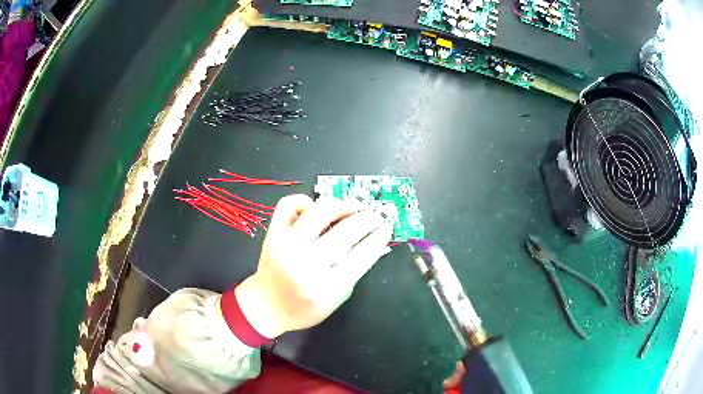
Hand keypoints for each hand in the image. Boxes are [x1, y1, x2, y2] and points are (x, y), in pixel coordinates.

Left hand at [235, 194, 392, 337]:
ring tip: (353, 207)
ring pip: (319, 211)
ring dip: (342, 205)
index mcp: (326, 287)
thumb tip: (375, 244)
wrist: (265, 306)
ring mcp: (287, 245)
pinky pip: (289, 204)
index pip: (361, 254)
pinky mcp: (273, 234)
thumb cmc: (303, 309)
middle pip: (345, 231)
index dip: (378, 237)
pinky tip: (314, 208)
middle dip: (367, 219)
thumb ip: (355, 271)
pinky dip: (304, 201)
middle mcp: (306, 263)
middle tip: (375, 216)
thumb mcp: (336, 298)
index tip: (387, 227)